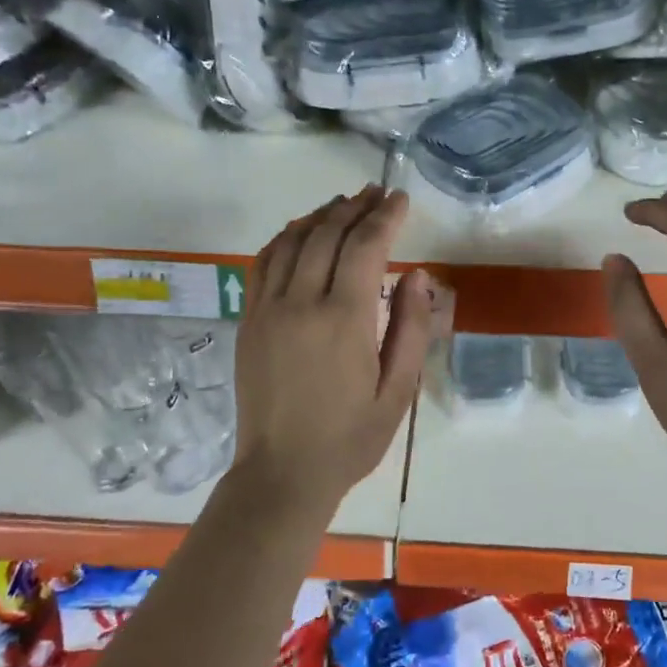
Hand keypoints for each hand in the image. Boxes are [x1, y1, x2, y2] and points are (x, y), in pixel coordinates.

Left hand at [232, 186, 430, 506]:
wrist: (282, 473)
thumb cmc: (350, 438)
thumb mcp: (398, 391)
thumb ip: (411, 328)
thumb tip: (417, 275)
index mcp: (344, 320)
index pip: (365, 247)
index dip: (385, 217)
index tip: (401, 198)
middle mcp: (301, 303)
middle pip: (328, 234)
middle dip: (356, 207)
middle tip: (377, 192)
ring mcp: (268, 309)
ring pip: (293, 241)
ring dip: (321, 215)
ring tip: (345, 203)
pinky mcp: (249, 320)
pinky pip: (264, 263)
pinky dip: (285, 238)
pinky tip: (301, 231)